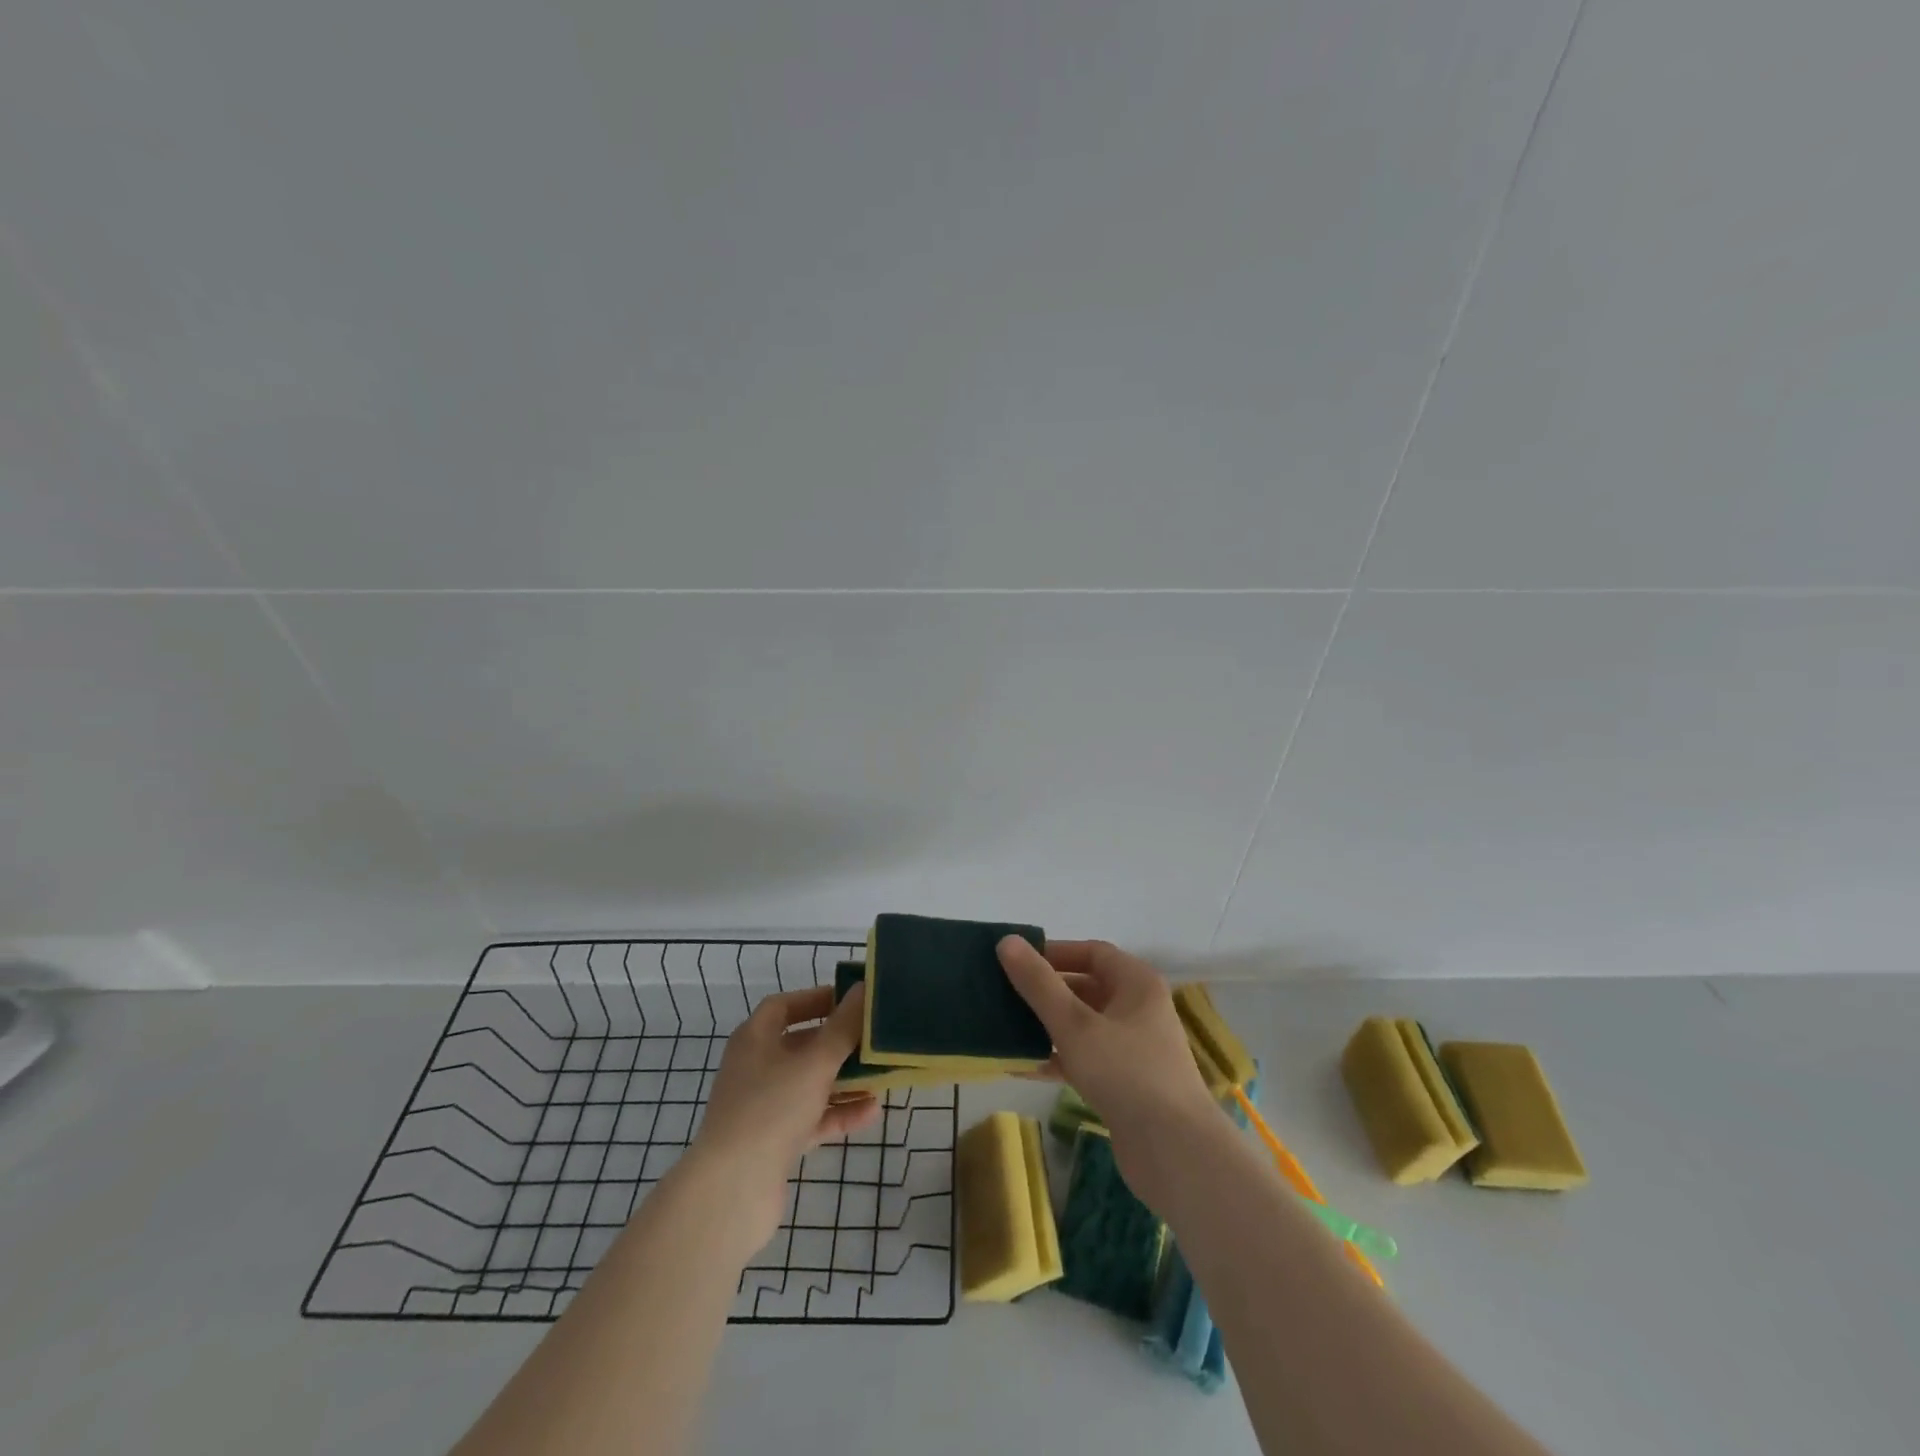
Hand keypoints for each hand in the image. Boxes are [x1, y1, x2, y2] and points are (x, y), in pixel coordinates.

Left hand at [672, 984, 879, 1256]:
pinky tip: (872, 1110)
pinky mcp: (774, 1142)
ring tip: (882, 1073)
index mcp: (755, 1040)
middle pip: (801, 1045)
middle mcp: (756, 1068)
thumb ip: (843, 1026)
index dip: (816, 999)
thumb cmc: (771, 1109)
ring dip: (844, 1078)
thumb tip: (864, 988)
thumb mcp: (814, 1062)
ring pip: (809, 1083)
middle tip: (874, 1037)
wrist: (732, 1191)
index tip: (851, 1000)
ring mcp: (764, 1107)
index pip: (784, 1006)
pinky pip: (812, 1118)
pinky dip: (839, 1112)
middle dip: (838, 1041)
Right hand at [997, 937, 1219, 1206]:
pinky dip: (1055, 1057)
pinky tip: (1019, 1065)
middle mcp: (1137, 1009)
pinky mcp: (1124, 1082)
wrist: (1176, 1153)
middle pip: (1085, 987)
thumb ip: (1039, 984)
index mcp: (1136, 983)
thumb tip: (1006, 941)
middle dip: (1044, 990)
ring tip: (1003, 1026)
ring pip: (1082, 1024)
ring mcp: (1132, 1047)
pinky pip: (1083, 1057)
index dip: (1054, 952)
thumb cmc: (1127, 1073)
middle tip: (1002, 993)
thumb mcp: (1075, 1025)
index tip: (1016, 960)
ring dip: (1046, 1025)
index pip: (1091, 952)